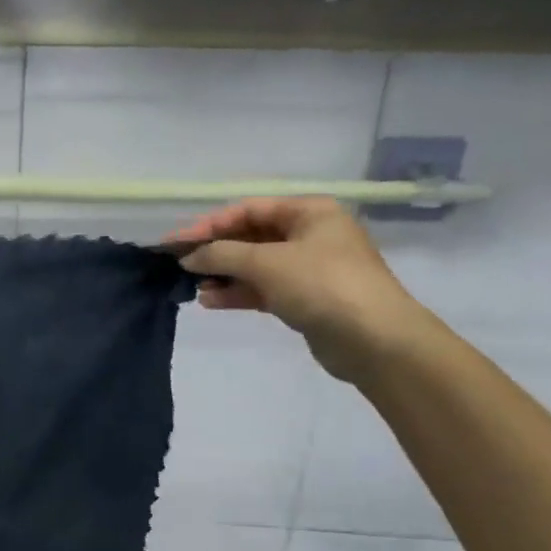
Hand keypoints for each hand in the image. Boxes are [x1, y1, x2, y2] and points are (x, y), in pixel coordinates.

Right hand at [164, 196, 431, 380]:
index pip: (248, 210)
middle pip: (251, 237)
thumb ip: (221, 254)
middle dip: (216, 251)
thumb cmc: (321, 285)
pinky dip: (238, 293)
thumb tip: (188, 257)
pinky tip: (211, 302)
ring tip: (193, 288)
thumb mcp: (266, 262)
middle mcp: (311, 235)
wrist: (374, 340)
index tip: (177, 243)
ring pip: (255, 265)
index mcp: (309, 212)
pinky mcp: (306, 299)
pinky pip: (264, 289)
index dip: (210, 225)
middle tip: (180, 266)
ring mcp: (309, 268)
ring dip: (223, 275)